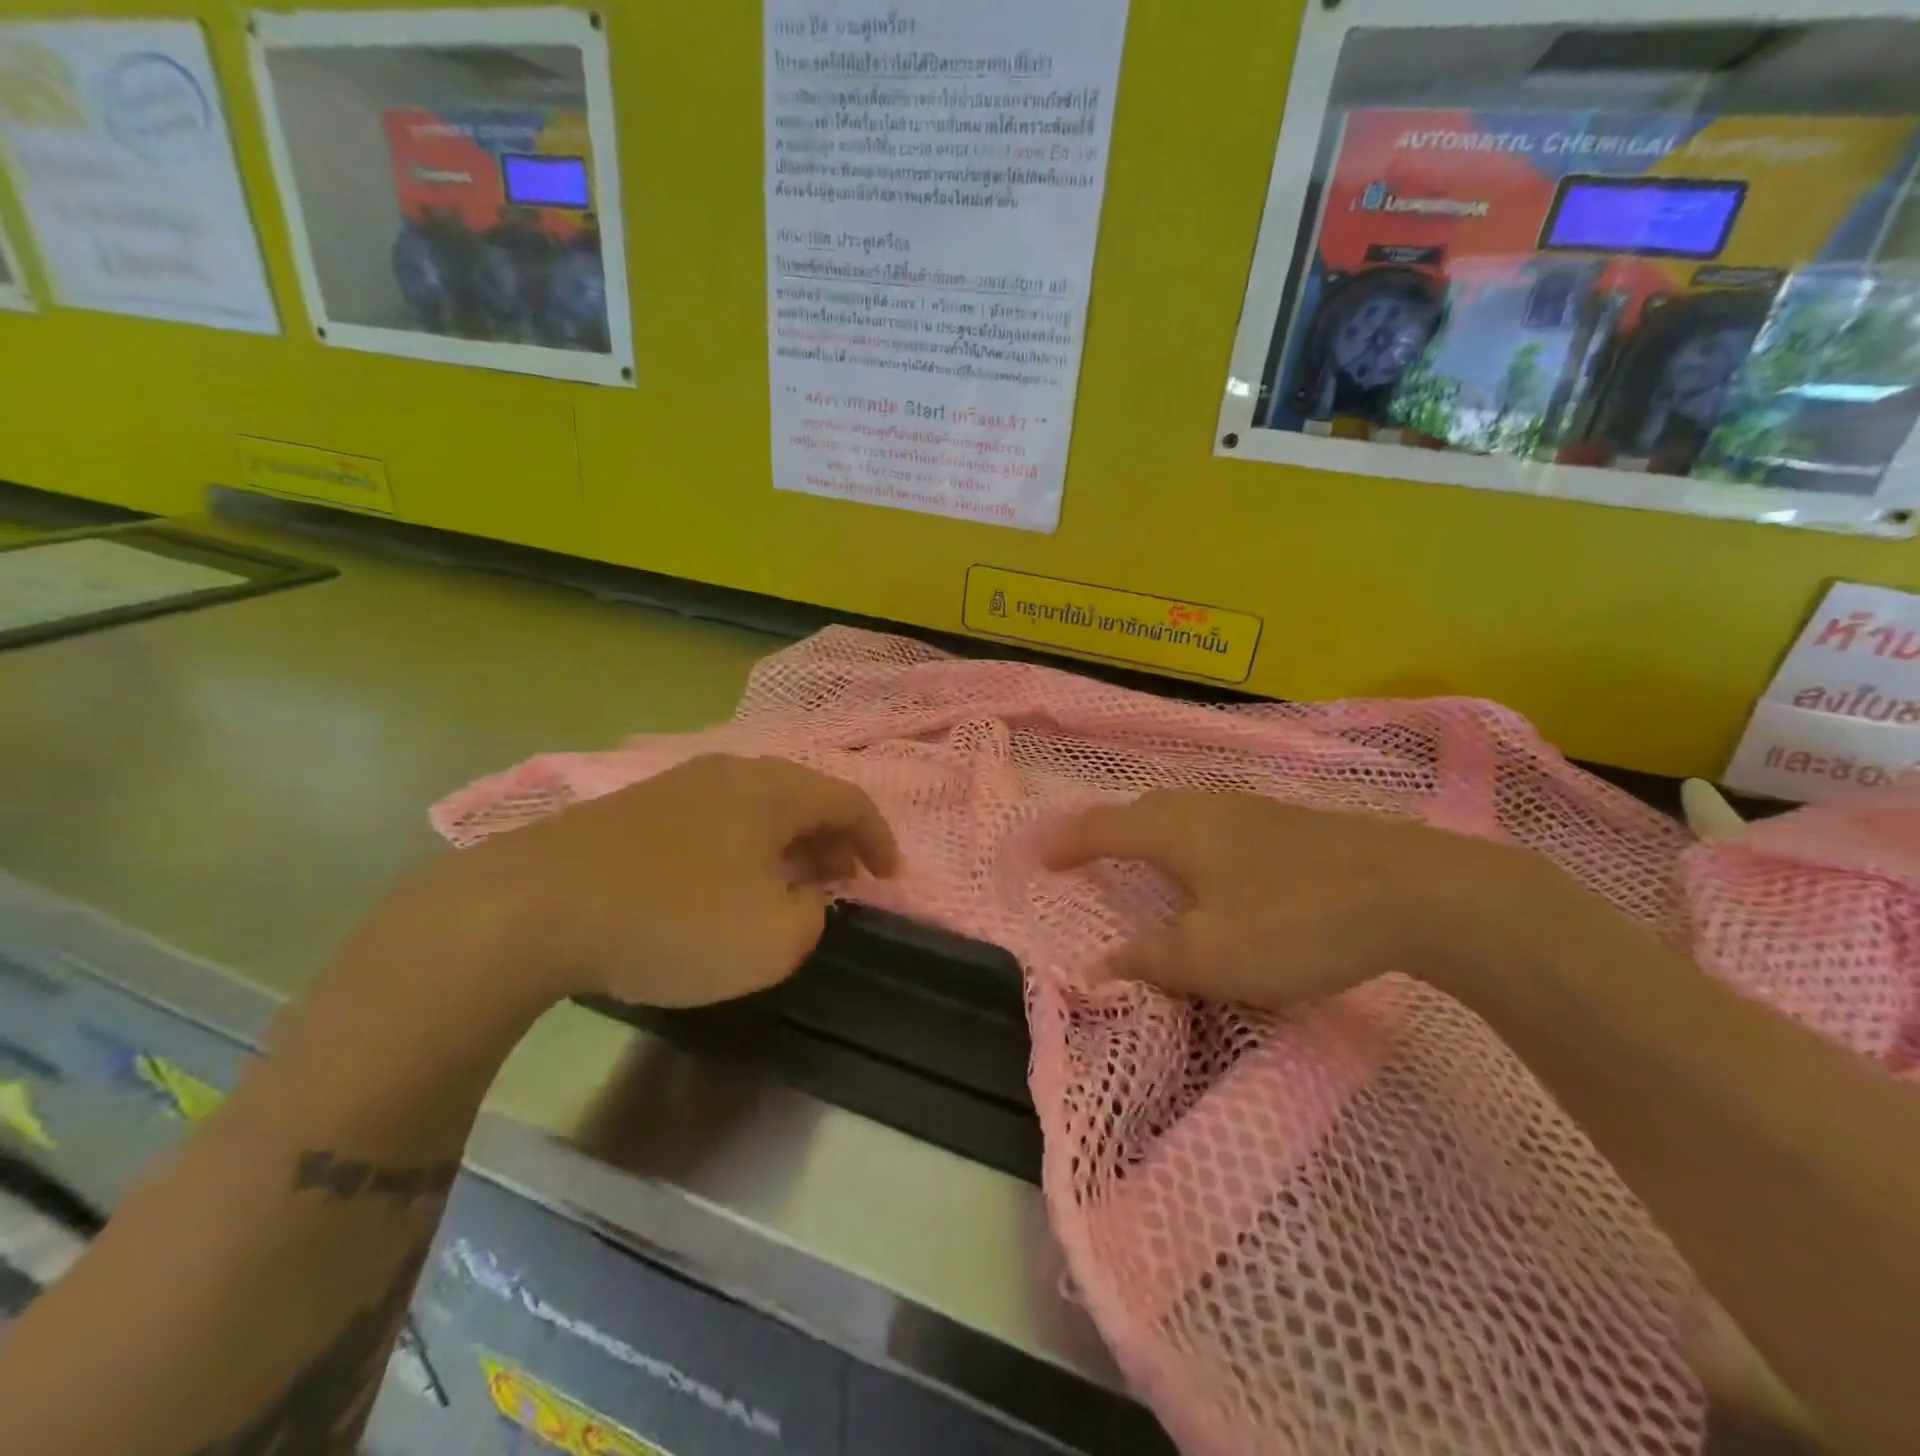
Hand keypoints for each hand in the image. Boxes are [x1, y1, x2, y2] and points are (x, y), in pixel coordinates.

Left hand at [391, 754, 898, 1010]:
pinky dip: (741, 844)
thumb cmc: (674, 920)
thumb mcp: (771, 940)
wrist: (534, 908)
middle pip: (802, 794)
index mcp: (773, 792)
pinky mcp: (634, 808)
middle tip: (844, 878)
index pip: (848, 801)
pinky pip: (714, 817)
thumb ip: (809, 917)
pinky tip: (724, 879)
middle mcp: (731, 772)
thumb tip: (804, 897)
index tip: (888, 876)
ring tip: (789, 880)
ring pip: (755, 804)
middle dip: (833, 837)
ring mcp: (677, 785)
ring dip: (786, 840)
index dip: (878, 838)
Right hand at [1042, 789, 1546, 1007]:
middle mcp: (1207, 807)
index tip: (1038, 853)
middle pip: (1141, 810)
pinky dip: (1190, 837)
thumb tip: (1095, 968)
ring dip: (1150, 829)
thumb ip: (1149, 960)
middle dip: (1106, 828)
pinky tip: (1213, 862)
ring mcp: (1252, 809)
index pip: (1103, 828)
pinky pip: (1215, 821)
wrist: (1415, 890)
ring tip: (1142, 853)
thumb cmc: (1295, 921)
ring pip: (1182, 811)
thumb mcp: (1211, 956)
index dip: (1066, 842)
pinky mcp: (1290, 822)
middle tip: (1086, 850)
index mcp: (1176, 831)